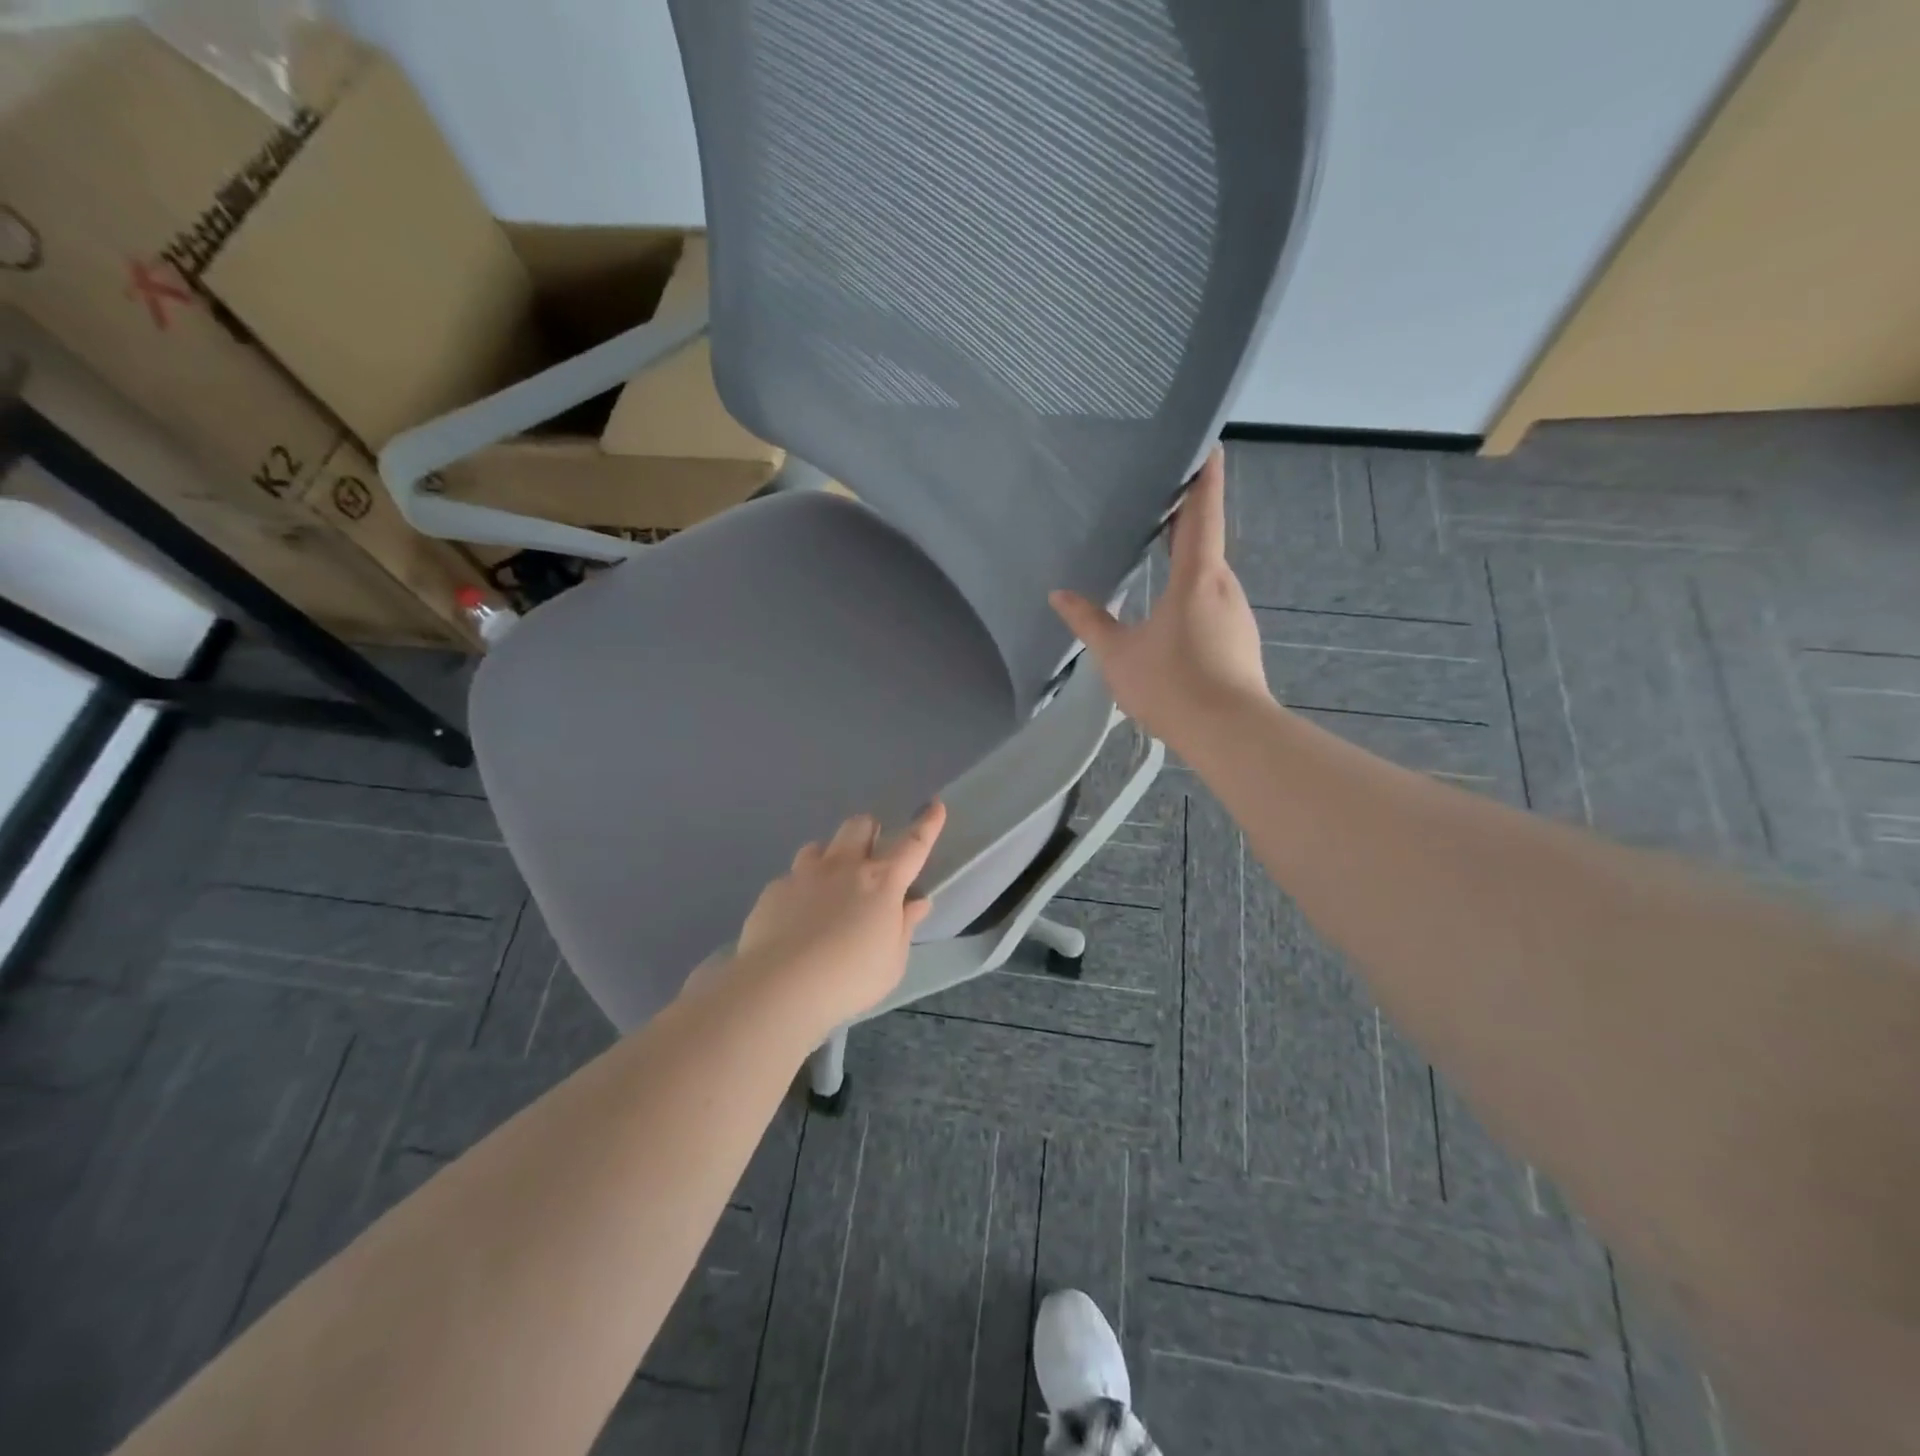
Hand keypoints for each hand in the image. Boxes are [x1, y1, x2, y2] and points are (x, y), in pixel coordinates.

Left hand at [727, 802, 946, 1030]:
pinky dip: (800, 891)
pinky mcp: (775, 890)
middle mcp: (844, 867)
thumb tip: (916, 902)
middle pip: (859, 826)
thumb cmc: (850, 979)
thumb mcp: (892, 962)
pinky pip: (791, 878)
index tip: (935, 806)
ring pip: (820, 846)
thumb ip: (904, 927)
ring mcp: (805, 874)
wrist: (781, 987)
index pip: (913, 845)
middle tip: (869, 853)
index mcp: (881, 882)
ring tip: (828, 885)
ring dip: (829, 858)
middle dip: (868, 831)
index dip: (927, 824)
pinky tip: (795, 918)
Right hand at [1050, 445, 1269, 745]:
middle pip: (1206, 538)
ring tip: (1156, 545)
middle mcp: (1223, 585)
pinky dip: (1192, 587)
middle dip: (1185, 514)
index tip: (1206, 443)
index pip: (1202, 512)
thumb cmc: (1172, 685)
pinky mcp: (1238, 639)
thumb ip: (1090, 622)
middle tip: (1156, 494)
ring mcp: (1235, 614)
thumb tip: (1059, 595)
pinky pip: (1212, 599)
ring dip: (1187, 555)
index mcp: (1198, 576)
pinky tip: (1170, 605)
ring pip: (1209, 572)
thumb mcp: (1118, 655)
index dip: (1204, 475)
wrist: (1230, 734)